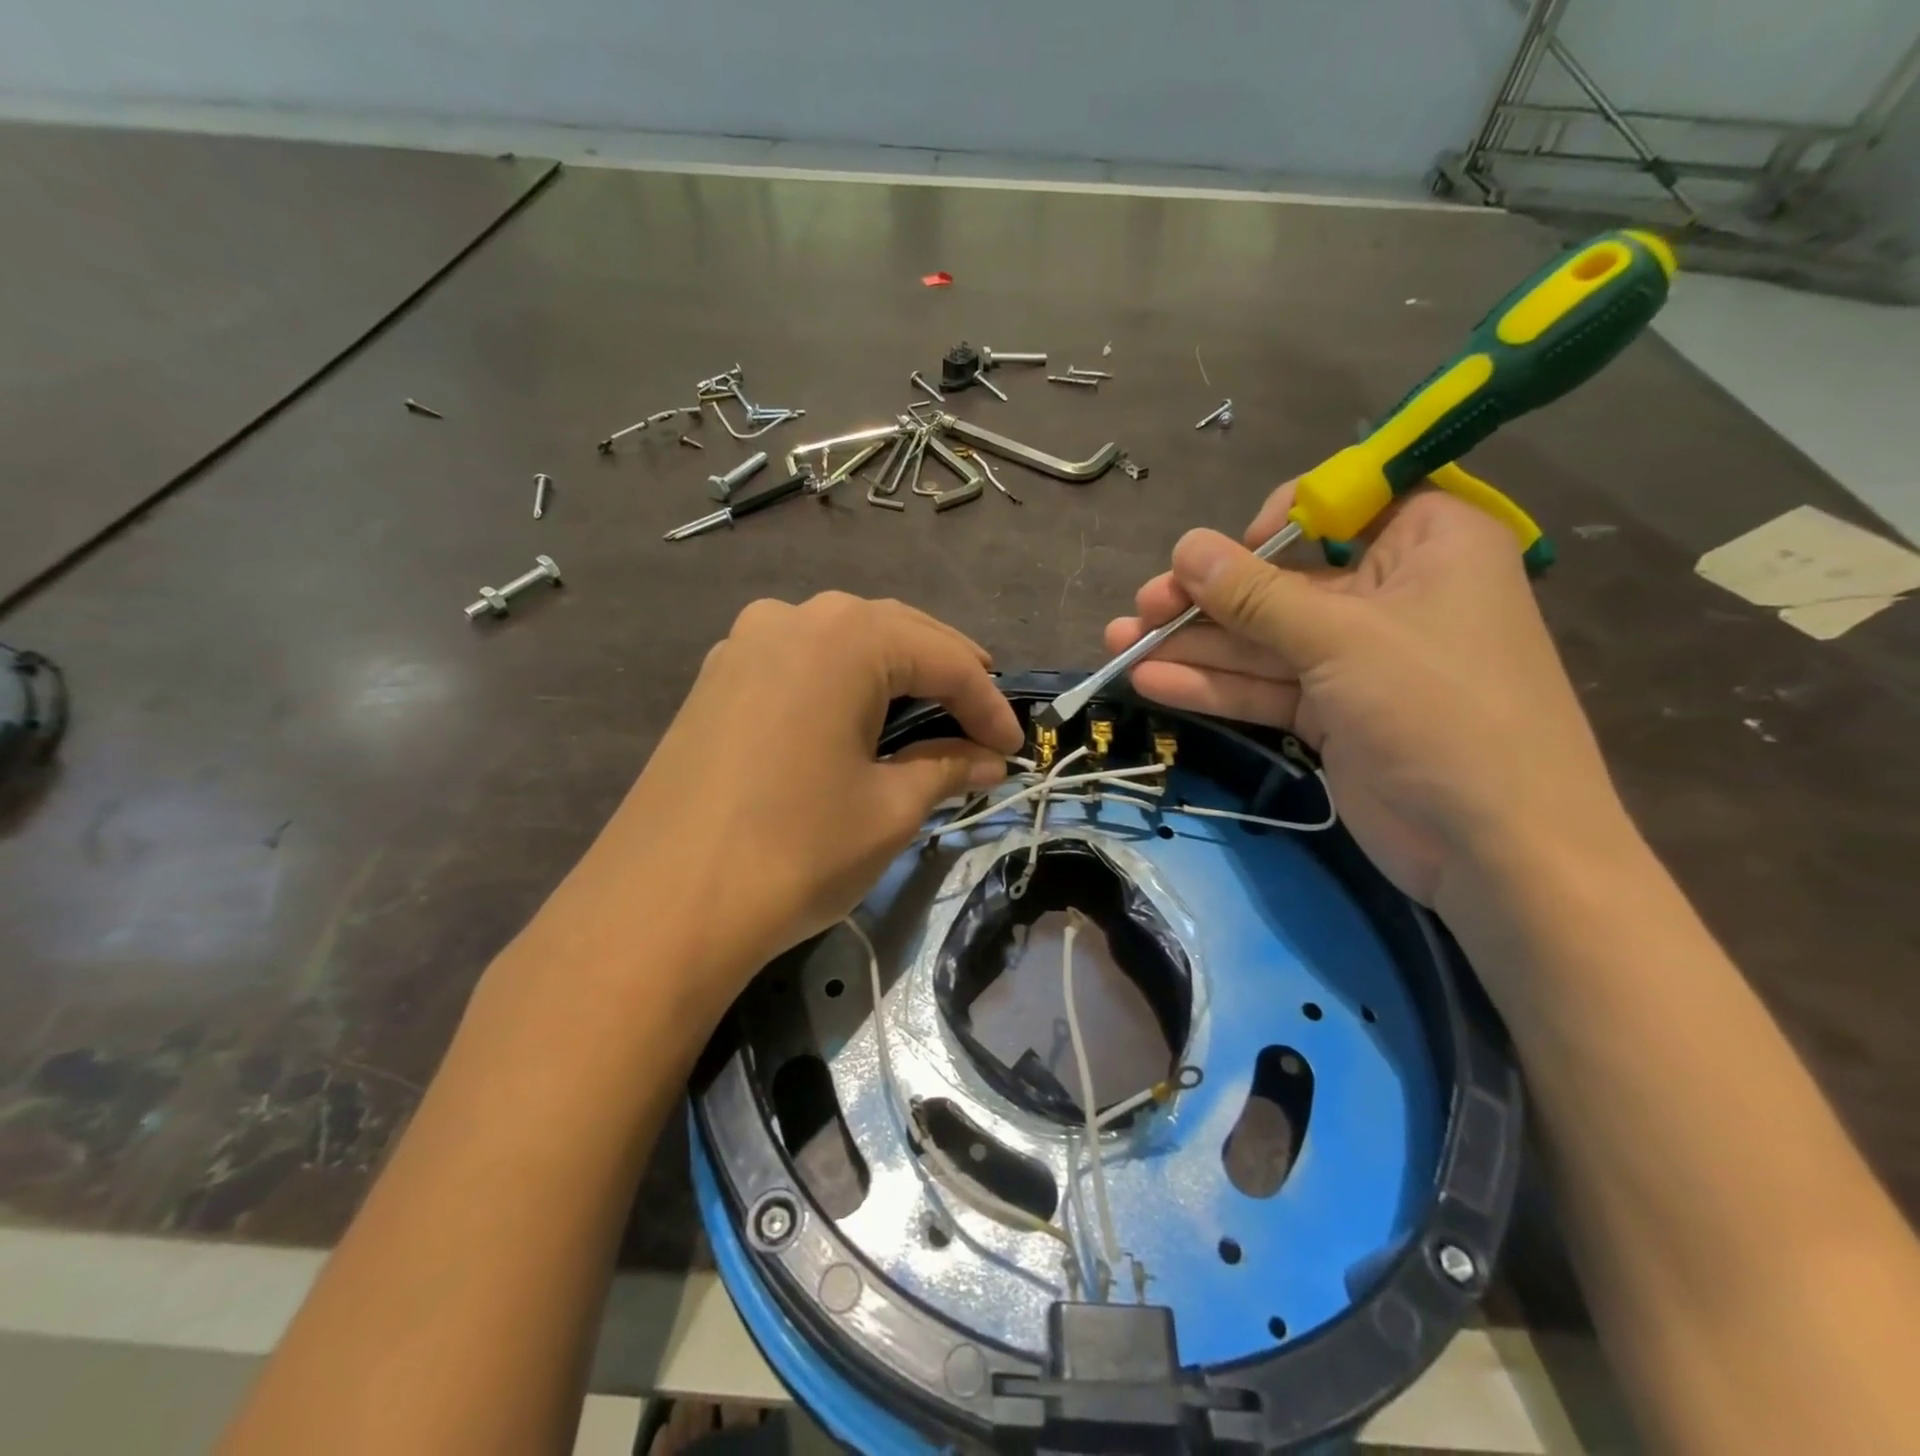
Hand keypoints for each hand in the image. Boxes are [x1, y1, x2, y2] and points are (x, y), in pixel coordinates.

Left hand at [578, 594, 1022, 1001]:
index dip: (989, 704)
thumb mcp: (889, 809)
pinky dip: (843, 684)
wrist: (660, 906)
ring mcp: (745, 644)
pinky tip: (858, 717)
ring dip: (894, 673)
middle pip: (894, 633)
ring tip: (931, 712)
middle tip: (985, 720)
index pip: (944, 659)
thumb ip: (946, 768)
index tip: (1017, 747)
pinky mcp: (717, 679)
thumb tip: (989, 759)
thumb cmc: (794, 851)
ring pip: (844, 643)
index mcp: (846, 637)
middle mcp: (793, 618)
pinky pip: (800, 664)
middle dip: (947, 674)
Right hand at [1105, 486, 1627, 904]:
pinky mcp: (1331, 712)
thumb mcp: (1341, 640)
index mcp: (1426, 542)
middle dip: (1206, 598)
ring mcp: (1357, 658)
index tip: (1220, 557)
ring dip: (1193, 645)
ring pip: (1263, 640)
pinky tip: (1152, 684)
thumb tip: (1186, 547)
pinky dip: (1214, 687)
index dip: (1270, 525)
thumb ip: (1256, 596)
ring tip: (1120, 645)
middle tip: (1141, 608)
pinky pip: (1265, 686)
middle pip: (1280, 582)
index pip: (1336, 507)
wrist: (1495, 849)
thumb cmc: (1439, 712)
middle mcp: (1390, 592)